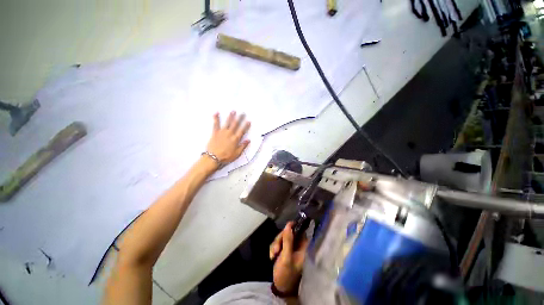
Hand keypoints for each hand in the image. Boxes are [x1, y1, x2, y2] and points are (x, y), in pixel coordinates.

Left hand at [207, 111, 250, 163]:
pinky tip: (216, 113)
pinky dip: (216, 118)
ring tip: (233, 111)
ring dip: (230, 116)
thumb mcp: (237, 153)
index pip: (242, 130)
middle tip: (242, 113)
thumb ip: (243, 146)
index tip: (248, 121)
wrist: (214, 158)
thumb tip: (248, 140)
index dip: (246, 125)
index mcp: (235, 139)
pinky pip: (215, 124)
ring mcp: (222, 132)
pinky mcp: (215, 133)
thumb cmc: (226, 157)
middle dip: (239, 118)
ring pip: (227, 123)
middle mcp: (229, 134)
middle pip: (236, 124)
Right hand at [269, 222, 308, 293]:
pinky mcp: (284, 250)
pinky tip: (272, 256)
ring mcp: (291, 248)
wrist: (280, 288)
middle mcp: (298, 245)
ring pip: (282, 237)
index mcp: (303, 247)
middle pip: (289, 233)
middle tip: (276, 249)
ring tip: (273, 255)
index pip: (300, 230)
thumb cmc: (286, 274)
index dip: (292, 227)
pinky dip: (274, 248)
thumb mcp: (286, 257)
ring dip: (276, 245)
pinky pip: (278, 243)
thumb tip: (289, 224)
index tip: (284, 230)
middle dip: (280, 239)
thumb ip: (288, 240)